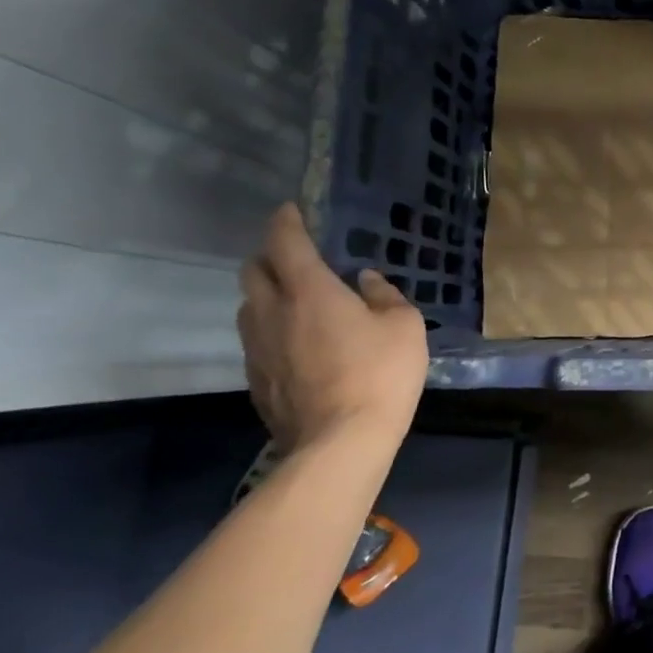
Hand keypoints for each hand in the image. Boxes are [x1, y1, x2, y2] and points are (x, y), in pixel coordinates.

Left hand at [237, 203, 427, 455]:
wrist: (340, 441)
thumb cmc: (380, 372)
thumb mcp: (404, 325)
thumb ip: (383, 295)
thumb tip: (364, 280)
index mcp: (309, 291)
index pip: (285, 243)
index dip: (286, 222)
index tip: (290, 210)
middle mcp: (273, 313)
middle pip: (252, 271)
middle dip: (269, 256)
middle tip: (295, 257)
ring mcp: (257, 349)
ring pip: (248, 307)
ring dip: (266, 295)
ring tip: (295, 301)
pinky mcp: (255, 380)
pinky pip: (256, 341)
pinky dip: (271, 330)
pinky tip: (298, 344)